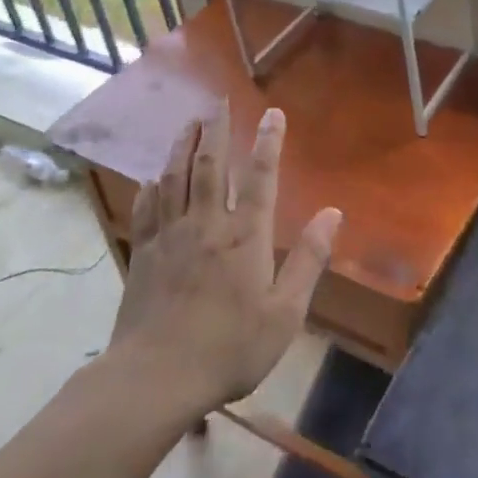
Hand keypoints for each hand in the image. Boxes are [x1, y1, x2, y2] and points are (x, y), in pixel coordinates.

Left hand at [110, 103, 340, 416]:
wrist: (156, 377)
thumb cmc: (230, 348)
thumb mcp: (284, 312)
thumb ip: (308, 259)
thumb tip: (333, 213)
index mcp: (244, 236)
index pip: (260, 176)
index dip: (267, 141)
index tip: (272, 112)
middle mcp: (206, 224)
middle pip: (210, 165)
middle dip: (217, 129)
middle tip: (219, 100)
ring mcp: (169, 236)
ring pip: (175, 178)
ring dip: (183, 146)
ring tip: (190, 123)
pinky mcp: (144, 254)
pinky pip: (148, 209)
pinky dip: (152, 187)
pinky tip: (153, 178)